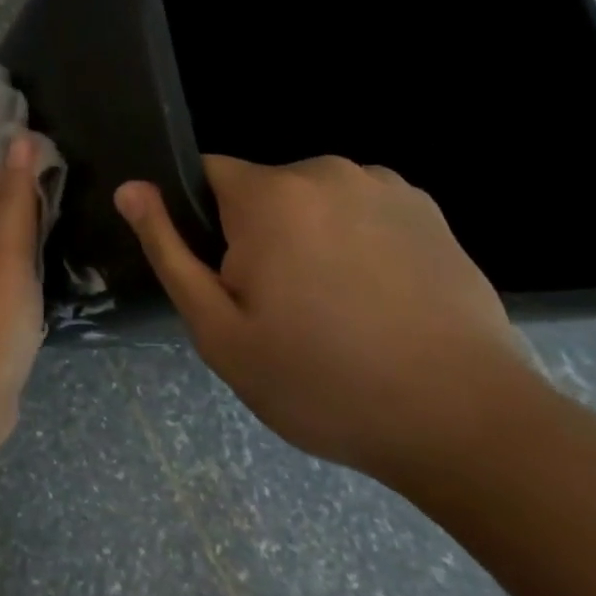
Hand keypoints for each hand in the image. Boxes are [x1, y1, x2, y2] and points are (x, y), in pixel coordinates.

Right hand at [114, 155, 541, 483]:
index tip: (223, 279)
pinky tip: (374, 300)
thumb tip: (130, 188)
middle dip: (252, 234)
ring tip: (330, 309)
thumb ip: (168, 249)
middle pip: (258, 190)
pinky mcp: (429, 211)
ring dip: (303, 237)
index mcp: (271, 195)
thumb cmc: (320, 380)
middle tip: (274, 309)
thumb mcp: (217, 328)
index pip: (204, 174)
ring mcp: (386, 187)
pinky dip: (352, 241)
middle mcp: (328, 171)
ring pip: (309, 201)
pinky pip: (359, 210)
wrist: (466, 424)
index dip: (200, 223)